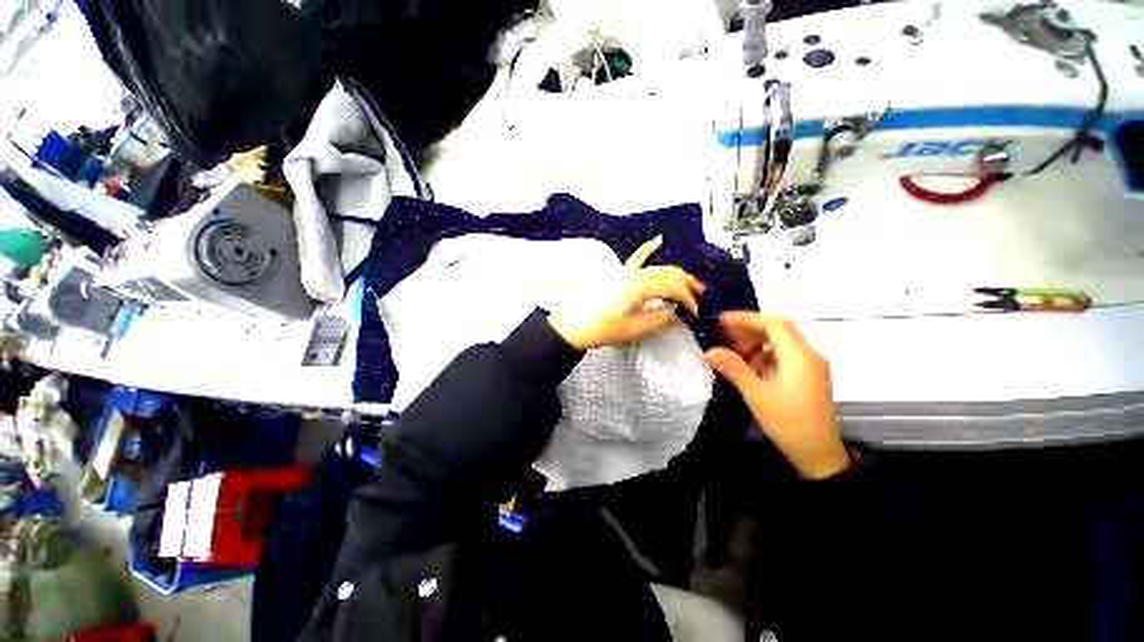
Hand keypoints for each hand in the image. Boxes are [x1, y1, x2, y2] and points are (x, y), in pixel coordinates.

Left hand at [547, 236, 705, 349]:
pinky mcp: (619, 275)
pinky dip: (647, 249)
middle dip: (687, 284)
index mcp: (639, 286)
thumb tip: (677, 315)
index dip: (687, 299)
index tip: (695, 312)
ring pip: (657, 267)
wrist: (573, 327)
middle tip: (701, 295)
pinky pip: (636, 259)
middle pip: (668, 274)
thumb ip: (658, 319)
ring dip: (675, 273)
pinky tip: (657, 240)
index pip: (672, 288)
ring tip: (690, 281)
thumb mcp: (632, 329)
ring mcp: (625, 272)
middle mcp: (635, 274)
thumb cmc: (601, 329)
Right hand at [704, 312, 848, 479]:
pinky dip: (763, 356)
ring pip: (779, 343)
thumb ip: (733, 369)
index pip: (774, 324)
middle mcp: (808, 356)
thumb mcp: (757, 395)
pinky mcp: (806, 376)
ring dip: (754, 343)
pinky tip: (747, 366)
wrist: (819, 456)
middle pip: (777, 331)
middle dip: (748, 330)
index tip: (722, 321)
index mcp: (800, 357)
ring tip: (730, 351)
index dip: (746, 319)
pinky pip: (782, 357)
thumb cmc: (789, 424)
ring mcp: (809, 366)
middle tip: (721, 334)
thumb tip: (708, 351)